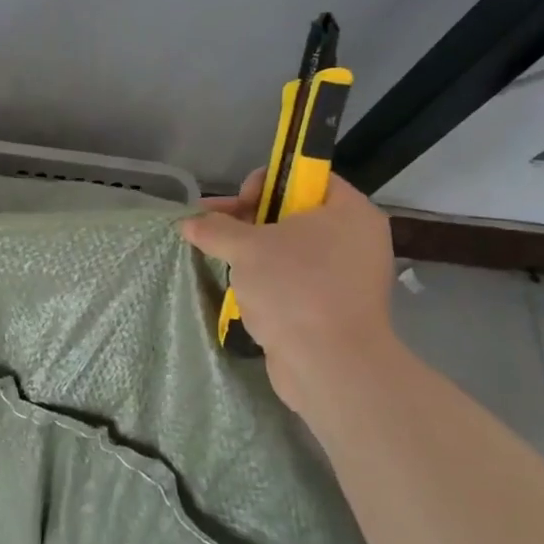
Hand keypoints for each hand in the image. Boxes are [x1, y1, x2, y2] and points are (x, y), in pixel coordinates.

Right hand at [180, 172, 397, 408]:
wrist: (330, 365)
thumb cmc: (294, 288)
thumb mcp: (246, 248)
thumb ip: (215, 229)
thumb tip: (189, 222)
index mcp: (348, 212)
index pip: (305, 177)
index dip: (265, 183)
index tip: (238, 206)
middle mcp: (355, 239)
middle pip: (293, 213)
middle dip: (248, 221)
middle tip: (213, 232)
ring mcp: (347, 276)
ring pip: (290, 250)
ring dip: (253, 253)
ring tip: (220, 261)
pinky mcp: (333, 307)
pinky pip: (295, 281)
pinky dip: (268, 281)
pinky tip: (240, 290)